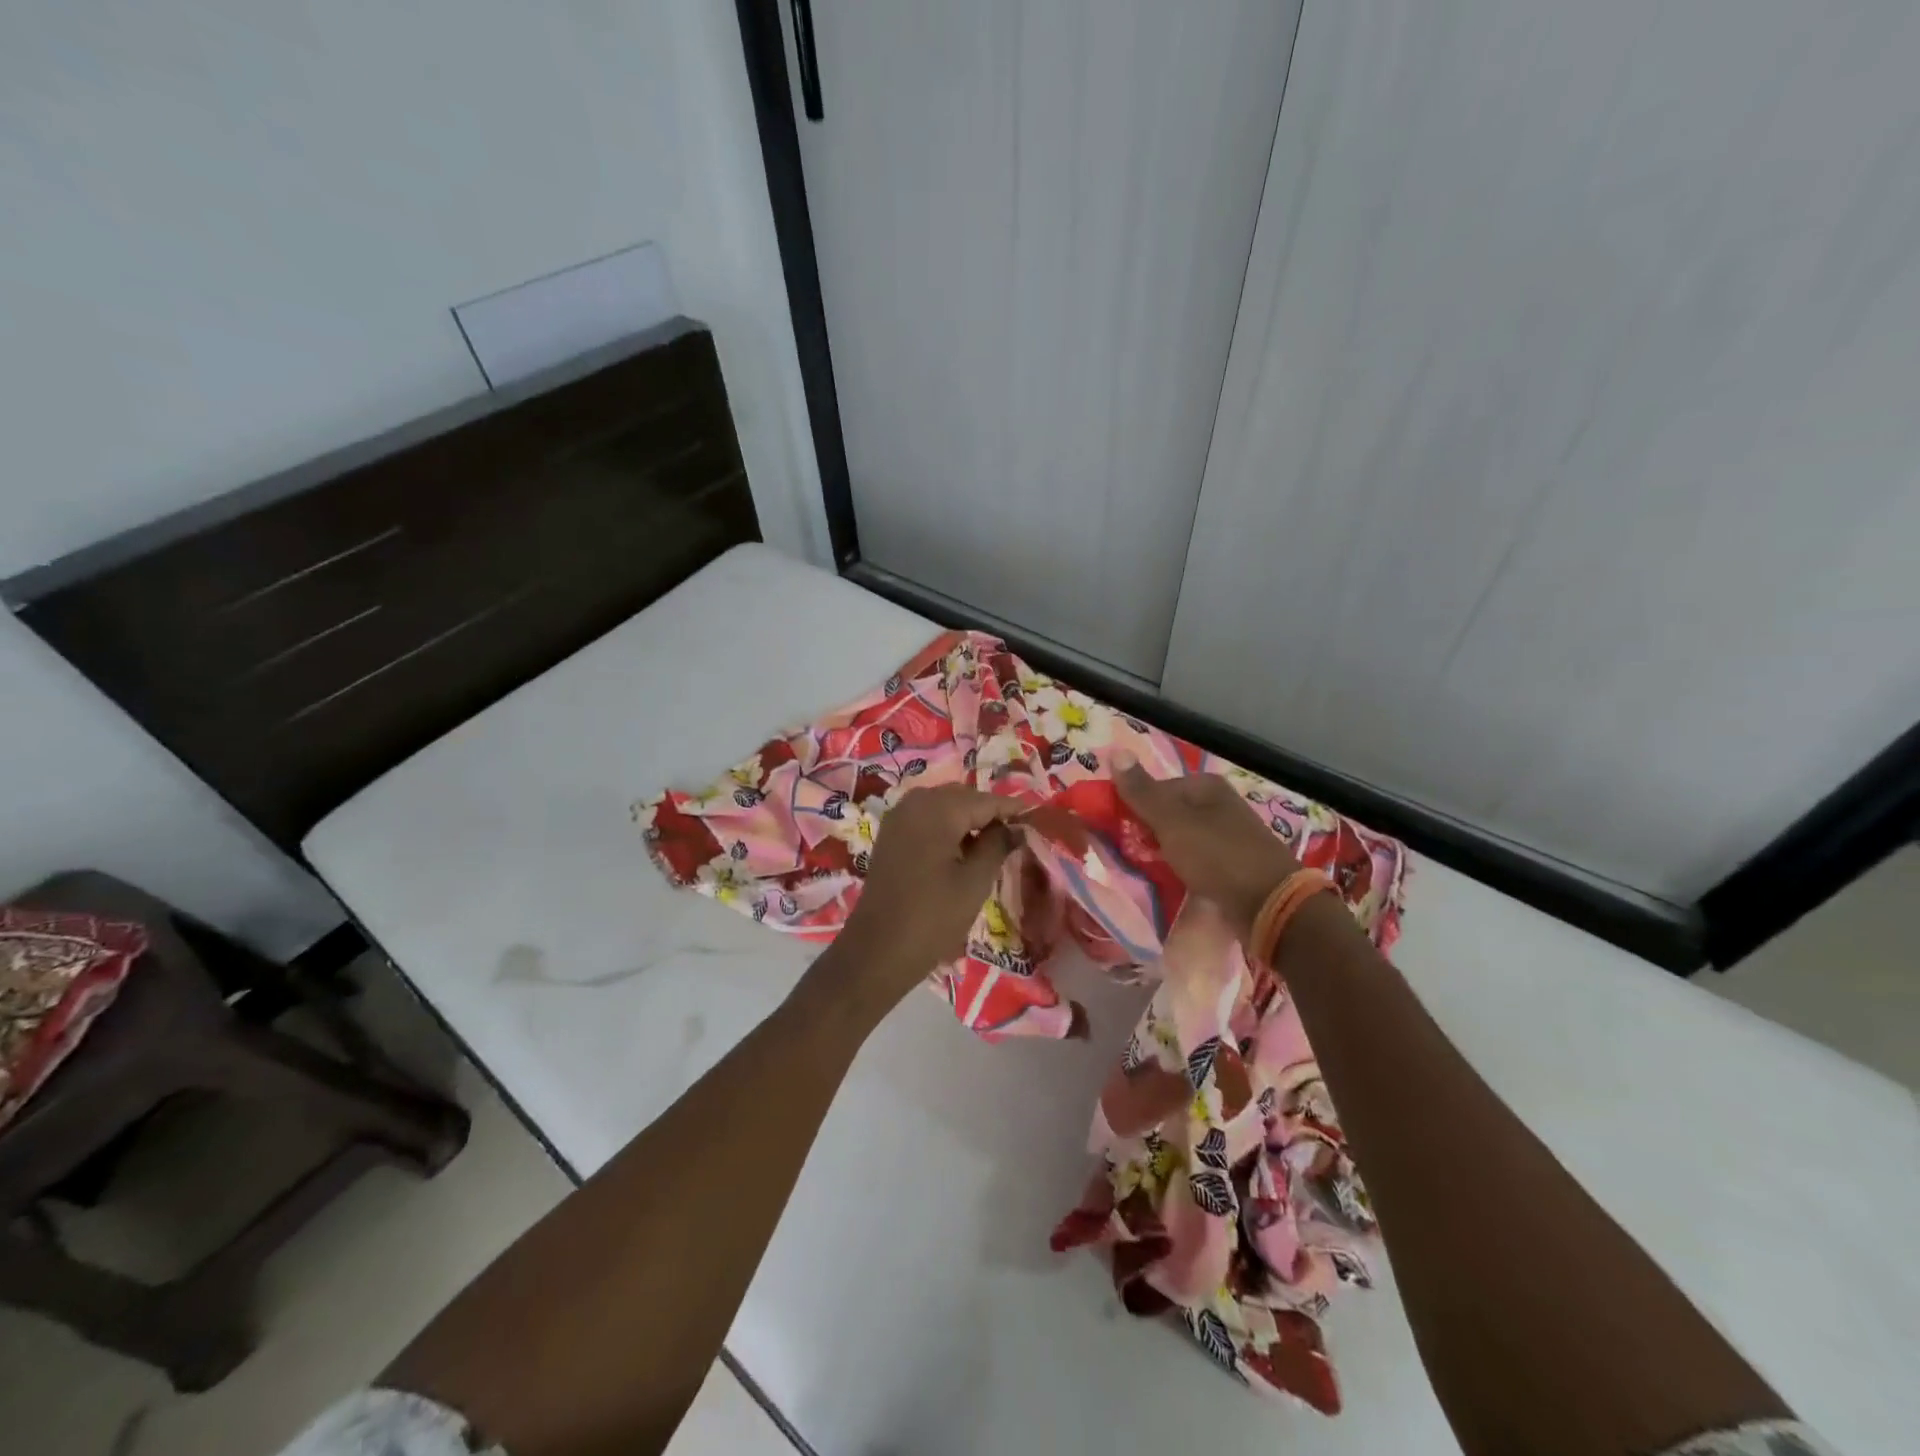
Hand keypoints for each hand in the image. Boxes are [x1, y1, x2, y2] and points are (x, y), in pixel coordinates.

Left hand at [827, 784, 1019, 1013]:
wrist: (877, 951)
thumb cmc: (932, 917)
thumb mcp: (974, 882)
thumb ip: (997, 846)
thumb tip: (1014, 827)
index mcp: (937, 810)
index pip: (985, 800)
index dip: (1012, 808)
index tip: (1036, 816)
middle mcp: (914, 803)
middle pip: (962, 797)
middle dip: (989, 811)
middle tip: (1016, 832)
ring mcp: (898, 819)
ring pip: (943, 806)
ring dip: (967, 819)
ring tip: (993, 843)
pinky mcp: (890, 836)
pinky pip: (925, 819)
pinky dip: (946, 827)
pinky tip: (962, 849)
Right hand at [1114, 751, 1300, 940]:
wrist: (1270, 905)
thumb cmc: (1217, 856)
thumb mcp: (1171, 821)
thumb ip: (1141, 791)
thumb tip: (1115, 751)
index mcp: (1206, 786)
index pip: (1155, 788)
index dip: (1133, 808)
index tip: (1119, 833)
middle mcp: (1219, 805)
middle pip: (1169, 814)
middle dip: (1148, 833)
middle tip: (1131, 855)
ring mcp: (1229, 835)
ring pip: (1181, 839)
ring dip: (1163, 853)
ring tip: (1148, 871)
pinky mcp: (1234, 864)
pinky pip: (1197, 860)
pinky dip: (1182, 869)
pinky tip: (1174, 882)